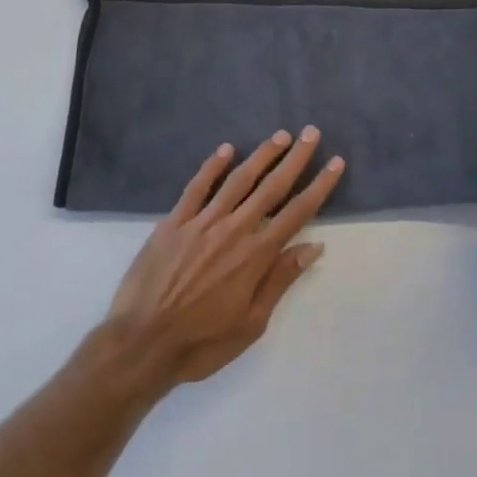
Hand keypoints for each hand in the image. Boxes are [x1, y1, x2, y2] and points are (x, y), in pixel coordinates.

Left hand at [108, 128, 343, 389]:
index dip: (319, 186)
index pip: (296, 213)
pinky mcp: (173, 222)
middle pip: (271, 187)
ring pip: (238, 180)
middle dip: (295, 159)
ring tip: (279, 136)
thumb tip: (313, 246)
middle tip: (311, 133)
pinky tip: (226, 149)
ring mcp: (201, 222)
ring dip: (261, 155)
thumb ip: (280, 279)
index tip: (335, 162)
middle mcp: (233, 230)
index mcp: (255, 255)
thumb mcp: (251, 323)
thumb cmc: (201, 342)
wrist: (141, 343)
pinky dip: (212, 166)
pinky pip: (196, 187)